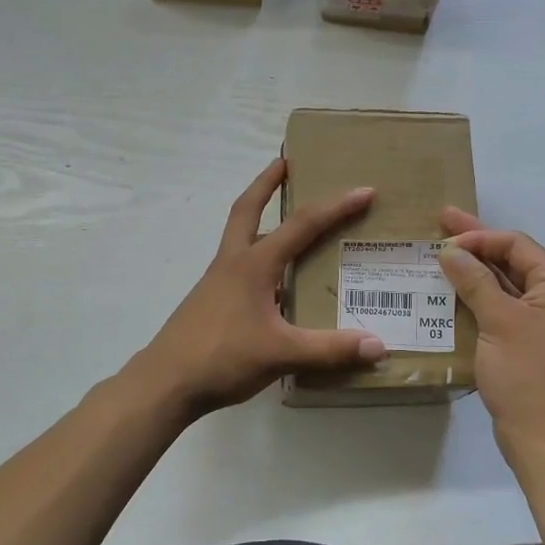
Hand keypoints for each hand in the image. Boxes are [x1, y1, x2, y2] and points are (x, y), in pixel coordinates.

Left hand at [133, 159, 385, 417]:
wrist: (165, 383)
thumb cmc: (222, 358)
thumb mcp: (281, 353)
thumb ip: (330, 350)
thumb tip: (378, 345)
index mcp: (253, 264)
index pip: (301, 225)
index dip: (335, 207)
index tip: (363, 191)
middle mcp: (233, 263)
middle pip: (247, 209)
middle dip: (267, 183)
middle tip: (286, 161)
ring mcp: (217, 282)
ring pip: (240, 235)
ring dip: (259, 217)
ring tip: (286, 218)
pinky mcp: (211, 301)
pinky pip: (239, 266)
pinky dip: (258, 257)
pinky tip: (276, 282)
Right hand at [436, 208, 544, 464]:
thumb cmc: (525, 374)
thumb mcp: (498, 320)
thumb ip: (475, 281)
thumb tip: (451, 251)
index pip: (517, 245)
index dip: (480, 237)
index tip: (444, 238)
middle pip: (513, 260)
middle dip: (477, 244)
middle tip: (442, 221)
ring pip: (508, 285)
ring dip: (476, 271)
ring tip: (443, 254)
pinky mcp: (533, 343)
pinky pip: (505, 308)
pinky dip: (481, 298)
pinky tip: (455, 292)